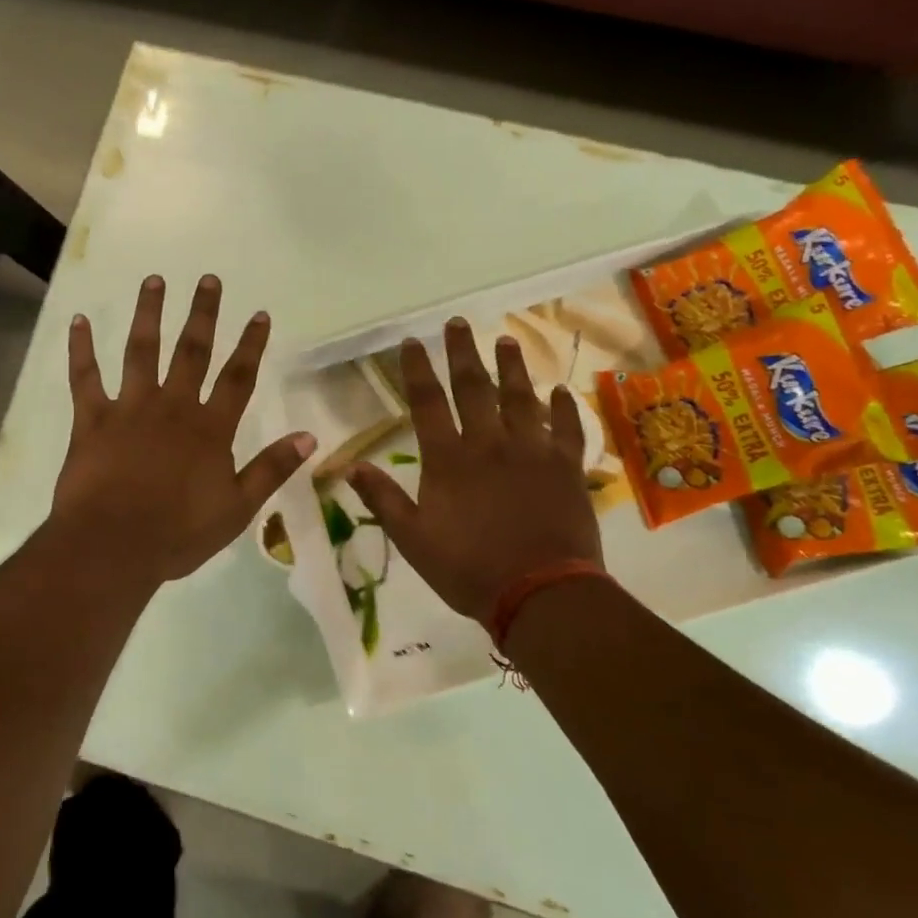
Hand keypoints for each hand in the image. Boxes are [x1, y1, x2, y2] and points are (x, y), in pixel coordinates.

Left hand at [52, 275, 313, 586]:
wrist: (113, 546)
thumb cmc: (178, 533)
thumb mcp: (237, 508)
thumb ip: (271, 469)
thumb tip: (309, 437)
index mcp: (209, 429)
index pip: (237, 378)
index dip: (251, 345)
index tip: (260, 313)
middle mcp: (172, 407)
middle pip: (192, 352)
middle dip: (202, 314)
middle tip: (207, 279)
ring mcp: (129, 409)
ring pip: (141, 352)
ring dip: (148, 314)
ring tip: (153, 281)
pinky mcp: (92, 420)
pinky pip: (85, 378)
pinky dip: (80, 349)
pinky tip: (78, 321)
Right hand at [347, 319, 601, 622]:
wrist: (541, 594)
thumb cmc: (468, 569)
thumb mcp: (412, 540)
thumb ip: (383, 499)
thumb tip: (350, 466)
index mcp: (449, 460)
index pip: (427, 403)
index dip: (417, 369)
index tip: (412, 341)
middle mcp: (490, 444)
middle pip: (474, 388)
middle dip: (463, 353)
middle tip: (458, 323)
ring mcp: (533, 452)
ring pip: (522, 398)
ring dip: (513, 367)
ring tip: (506, 340)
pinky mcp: (567, 468)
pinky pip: (568, 429)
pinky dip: (565, 408)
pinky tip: (560, 390)